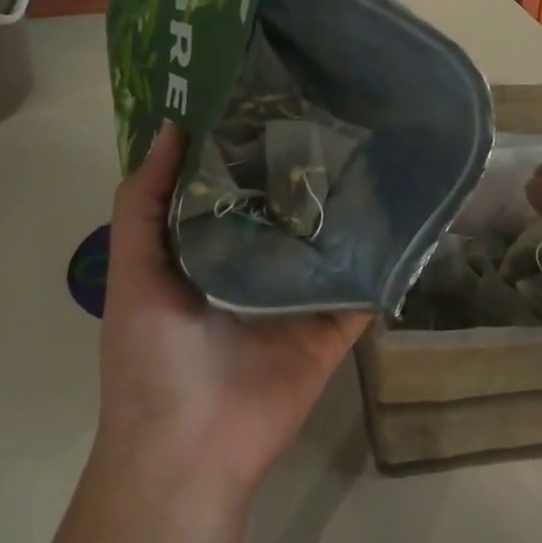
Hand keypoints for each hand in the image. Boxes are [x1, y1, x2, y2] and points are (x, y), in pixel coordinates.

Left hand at [98, 125, 369, 491]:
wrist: (190, 447)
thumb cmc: (151, 355)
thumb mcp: (133, 269)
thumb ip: (144, 201)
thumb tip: (175, 127)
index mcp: (209, 250)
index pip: (234, 187)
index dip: (247, 145)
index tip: (271, 95)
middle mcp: (258, 266)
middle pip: (287, 209)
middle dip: (304, 168)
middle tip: (335, 109)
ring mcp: (301, 296)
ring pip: (331, 242)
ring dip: (350, 206)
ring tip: (378, 148)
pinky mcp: (336, 325)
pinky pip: (365, 285)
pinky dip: (385, 257)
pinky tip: (408, 213)